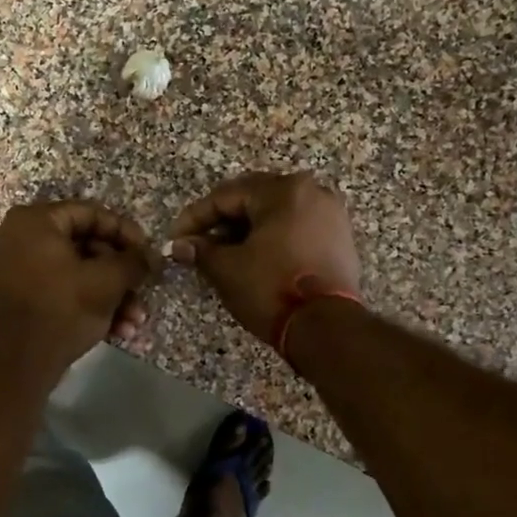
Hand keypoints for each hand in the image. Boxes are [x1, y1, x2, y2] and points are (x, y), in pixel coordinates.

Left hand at [0, 201, 153, 373]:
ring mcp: (19, 266)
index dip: (125, 232)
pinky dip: (90, 303)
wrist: (22, 362)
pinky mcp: (24, 294)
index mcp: (35, 221)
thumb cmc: (64, 308)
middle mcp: (21, 236)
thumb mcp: (107, 281)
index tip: (148, 252)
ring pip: (78, 270)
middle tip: (144, 288)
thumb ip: (134, 261)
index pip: (90, 213)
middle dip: (120, 273)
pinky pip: (63, 287)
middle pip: (85, 245)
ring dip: (111, 294)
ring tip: (135, 319)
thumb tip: (151, 257)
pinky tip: (119, 329)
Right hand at [169, 172, 361, 342]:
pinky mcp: (340, 239)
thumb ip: (200, 251)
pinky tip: (255, 260)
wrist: (327, 326)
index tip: (176, 239)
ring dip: (247, 231)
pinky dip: (273, 239)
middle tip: (198, 244)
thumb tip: (179, 245)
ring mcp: (330, 215)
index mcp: (282, 190)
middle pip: (254, 199)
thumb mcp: (227, 269)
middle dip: (222, 221)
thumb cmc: (271, 288)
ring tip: (224, 254)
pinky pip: (297, 229)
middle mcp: (311, 192)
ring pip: (277, 214)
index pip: (225, 196)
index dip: (195, 218)